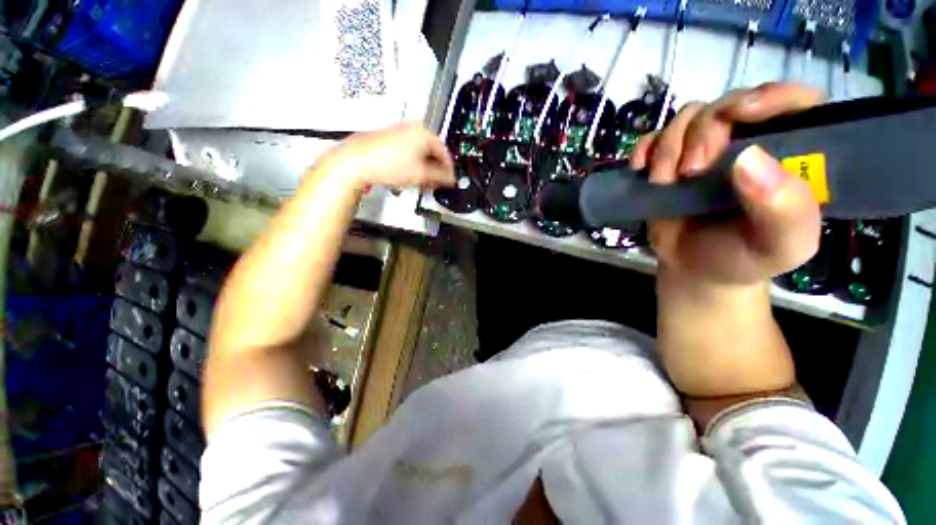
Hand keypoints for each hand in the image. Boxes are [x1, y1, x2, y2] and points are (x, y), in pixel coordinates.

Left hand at [317, 122, 454, 190]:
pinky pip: (407, 152)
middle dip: (434, 170)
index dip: (448, 169)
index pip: (445, 152)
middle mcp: (412, 128)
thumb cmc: (387, 164)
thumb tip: (450, 179)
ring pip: (419, 153)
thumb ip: (440, 176)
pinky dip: (412, 164)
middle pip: (431, 152)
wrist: (356, 162)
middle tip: (434, 184)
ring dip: (423, 169)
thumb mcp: (421, 174)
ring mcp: (398, 132)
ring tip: (421, 183)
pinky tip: (408, 176)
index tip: (449, 180)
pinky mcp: (388, 139)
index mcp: (423, 132)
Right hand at [631, 82, 824, 285]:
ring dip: (670, 146)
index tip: (740, 115)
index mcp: (792, 155)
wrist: (695, 270)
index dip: (771, 95)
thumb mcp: (781, 247)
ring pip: (689, 116)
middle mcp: (751, 142)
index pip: (795, 101)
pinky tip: (640, 168)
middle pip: (729, 105)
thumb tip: (748, 159)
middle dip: (705, 131)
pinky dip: (644, 148)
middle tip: (691, 171)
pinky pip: (655, 136)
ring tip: (663, 181)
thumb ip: (785, 210)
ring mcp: (706, 149)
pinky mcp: (671, 160)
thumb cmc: (744, 259)